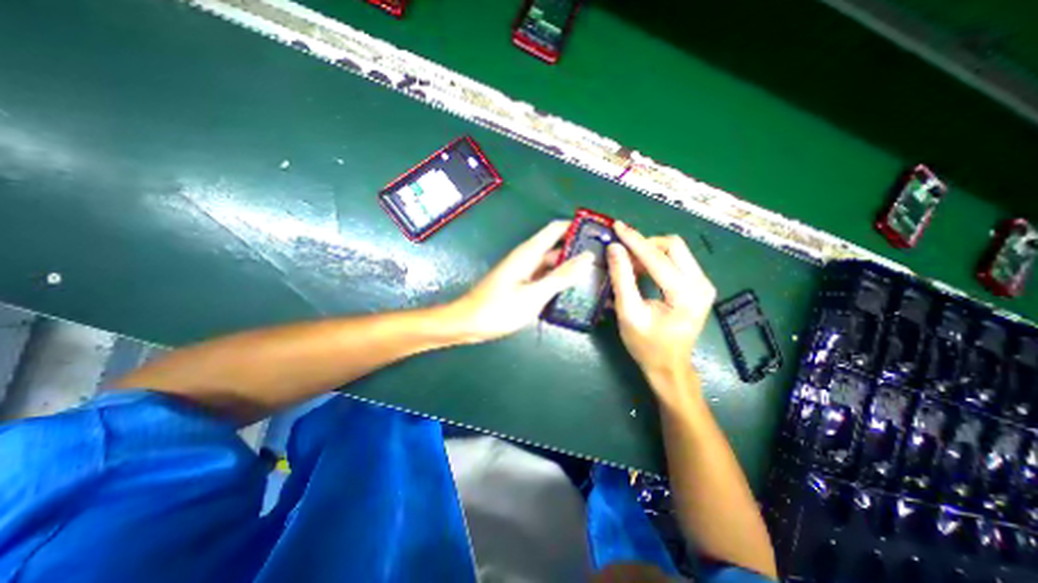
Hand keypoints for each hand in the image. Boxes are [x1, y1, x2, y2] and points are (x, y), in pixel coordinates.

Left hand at [446, 221, 591, 343]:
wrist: (469, 323)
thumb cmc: (499, 308)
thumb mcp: (534, 294)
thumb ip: (561, 276)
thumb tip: (586, 257)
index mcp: (529, 252)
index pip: (556, 229)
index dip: (576, 227)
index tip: (598, 233)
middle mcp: (528, 258)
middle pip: (557, 247)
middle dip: (578, 251)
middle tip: (604, 261)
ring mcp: (525, 273)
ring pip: (552, 265)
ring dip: (570, 269)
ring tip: (594, 277)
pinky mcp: (522, 285)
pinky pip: (544, 279)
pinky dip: (558, 282)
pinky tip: (572, 292)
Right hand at [605, 221, 717, 379]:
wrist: (669, 366)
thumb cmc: (647, 345)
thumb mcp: (629, 313)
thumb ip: (622, 279)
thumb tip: (614, 249)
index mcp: (686, 294)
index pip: (658, 257)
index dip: (635, 240)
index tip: (617, 227)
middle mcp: (701, 284)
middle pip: (673, 245)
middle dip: (645, 245)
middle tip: (622, 256)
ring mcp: (703, 284)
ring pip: (676, 250)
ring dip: (650, 252)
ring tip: (629, 266)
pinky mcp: (699, 285)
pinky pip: (677, 260)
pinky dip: (657, 260)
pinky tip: (642, 270)